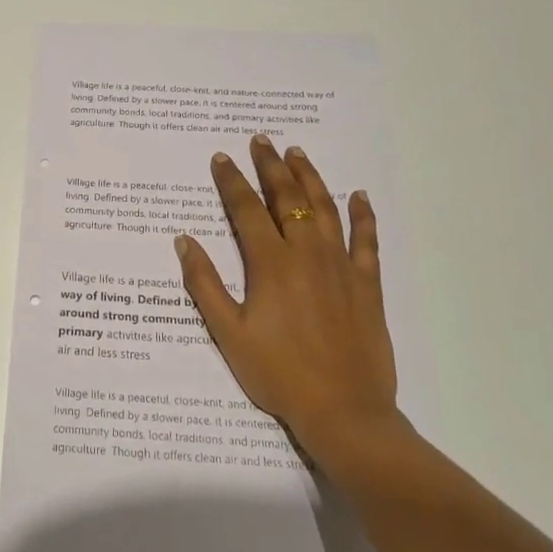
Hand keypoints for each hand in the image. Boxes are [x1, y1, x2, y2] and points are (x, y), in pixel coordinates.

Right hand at [175, 134, 409, 465]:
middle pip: (287, 198)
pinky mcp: (367, 284)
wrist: (343, 411)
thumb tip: (184, 240)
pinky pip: (366, 240)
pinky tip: (358, 195)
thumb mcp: (228, 333)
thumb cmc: (278, 373)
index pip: (246, 210)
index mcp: (271, 264)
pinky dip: (362, 215)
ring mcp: (341, 266)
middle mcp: (306, 254)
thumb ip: (205, 284)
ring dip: (310, 178)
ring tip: (297, 154)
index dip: (231, 181)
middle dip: (271, 166)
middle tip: (261, 141)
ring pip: (325, 208)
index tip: (221, 157)